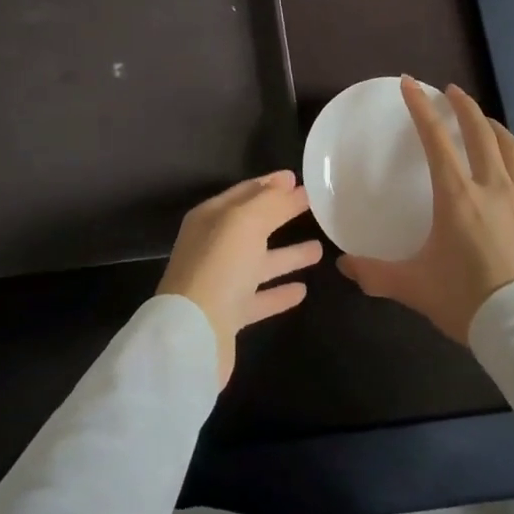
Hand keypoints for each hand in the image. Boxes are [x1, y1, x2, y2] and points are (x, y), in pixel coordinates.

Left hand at [157, 170, 322, 387]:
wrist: (193, 335)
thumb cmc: (219, 267)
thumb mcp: (245, 221)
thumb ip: (270, 202)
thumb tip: (289, 185)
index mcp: (210, 218)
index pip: (244, 192)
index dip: (270, 184)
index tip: (296, 178)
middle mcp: (213, 246)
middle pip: (252, 225)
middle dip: (280, 214)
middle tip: (312, 206)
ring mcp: (220, 282)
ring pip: (259, 262)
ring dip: (287, 255)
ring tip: (319, 248)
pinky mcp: (230, 315)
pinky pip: (260, 297)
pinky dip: (279, 292)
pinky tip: (303, 290)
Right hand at [337, 78, 513, 343]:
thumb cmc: (468, 300)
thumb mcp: (415, 287)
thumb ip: (376, 273)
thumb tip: (344, 266)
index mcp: (457, 196)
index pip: (436, 139)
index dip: (421, 107)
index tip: (410, 83)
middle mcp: (490, 187)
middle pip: (479, 131)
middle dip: (462, 105)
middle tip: (449, 90)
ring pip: (508, 146)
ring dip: (491, 124)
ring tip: (480, 118)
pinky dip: (508, 151)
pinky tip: (503, 161)